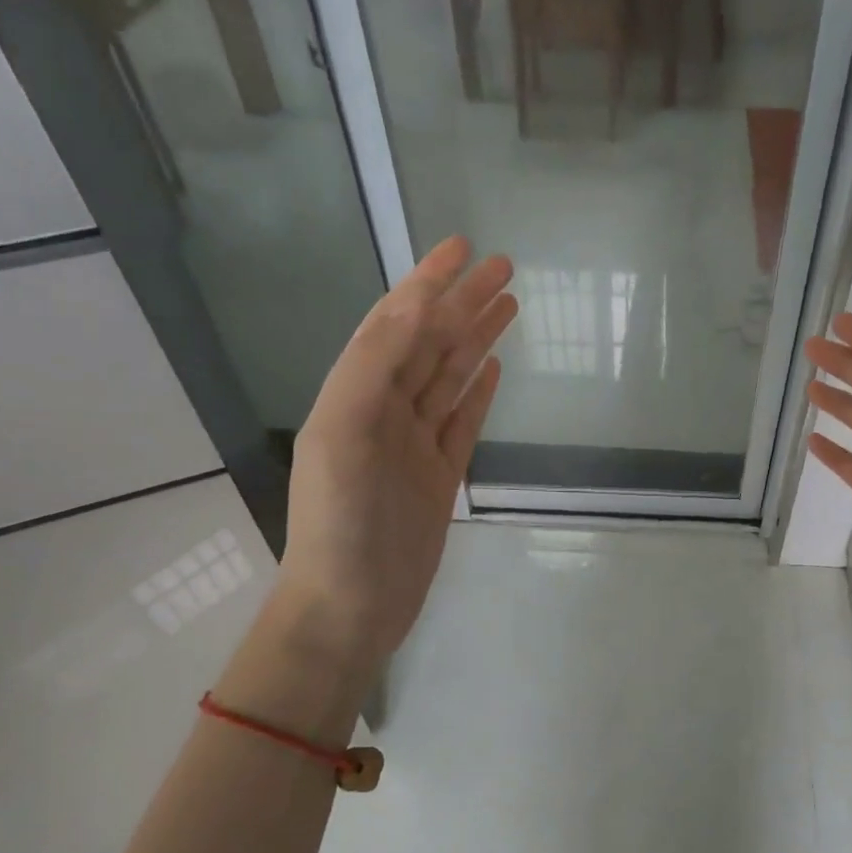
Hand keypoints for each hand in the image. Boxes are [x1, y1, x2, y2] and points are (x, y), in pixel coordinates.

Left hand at [277, 237, 517, 668]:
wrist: (351, 605)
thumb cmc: (341, 523)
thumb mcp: (343, 435)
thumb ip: (374, 367)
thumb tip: (417, 308)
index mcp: (354, 395)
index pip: (394, 324)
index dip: (425, 282)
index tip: (461, 247)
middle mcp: (384, 412)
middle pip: (429, 345)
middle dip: (462, 304)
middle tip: (504, 268)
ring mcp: (414, 446)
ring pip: (450, 379)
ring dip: (476, 341)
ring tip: (510, 306)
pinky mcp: (440, 478)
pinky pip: (462, 424)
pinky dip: (479, 394)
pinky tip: (495, 369)